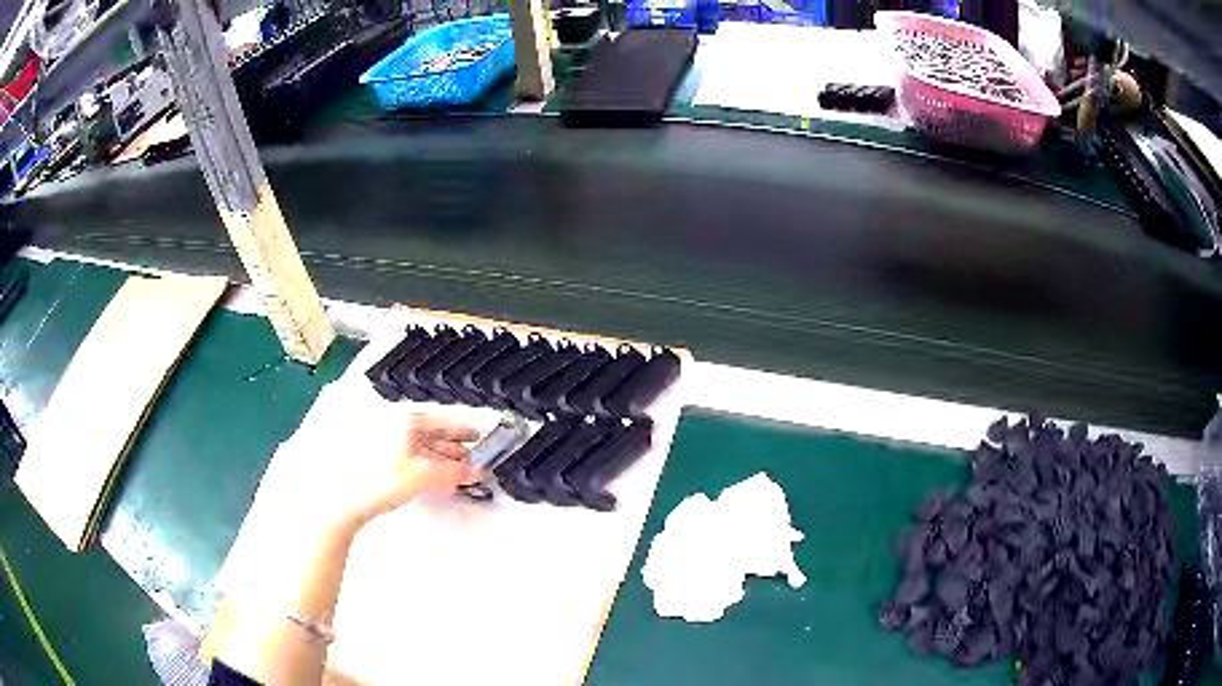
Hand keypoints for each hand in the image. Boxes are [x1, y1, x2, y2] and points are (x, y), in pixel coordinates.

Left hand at [335, 414, 478, 527]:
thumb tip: (474, 470)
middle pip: (431, 433)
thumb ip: (454, 472)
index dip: (462, 430)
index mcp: (404, 419)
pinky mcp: (379, 458)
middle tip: (473, 458)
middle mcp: (393, 424)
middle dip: (454, 447)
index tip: (477, 436)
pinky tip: (435, 476)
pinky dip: (427, 464)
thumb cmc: (377, 482)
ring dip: (442, 457)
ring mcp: (384, 440)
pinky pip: (411, 455)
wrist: (347, 501)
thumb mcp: (424, 475)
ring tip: (459, 471)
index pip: (441, 420)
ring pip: (421, 446)